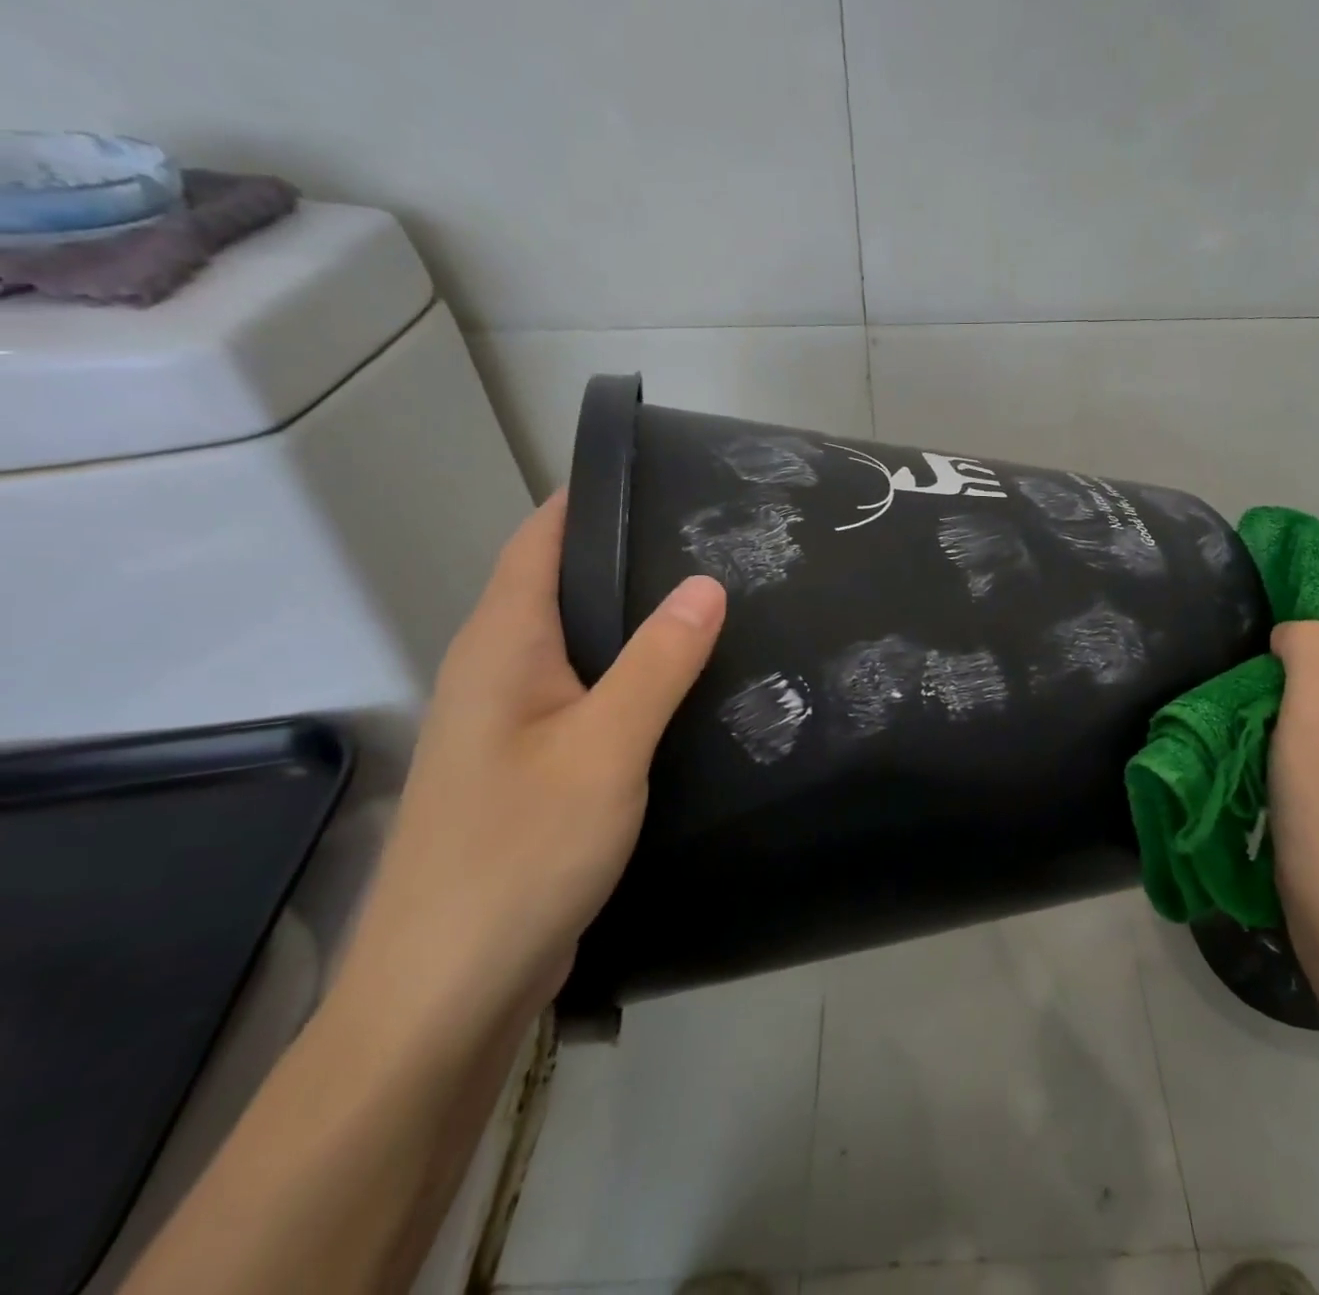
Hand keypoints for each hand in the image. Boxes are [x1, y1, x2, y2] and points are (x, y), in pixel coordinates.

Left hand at [335, 493, 725, 1033]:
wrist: (447, 994)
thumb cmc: (519, 853)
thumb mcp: (604, 748)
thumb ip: (658, 662)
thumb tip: (706, 583)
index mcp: (502, 648)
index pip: (541, 541)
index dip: (592, 500)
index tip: (665, 476)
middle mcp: (498, 674)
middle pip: (564, 588)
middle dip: (632, 556)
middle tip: (720, 540)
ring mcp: (512, 725)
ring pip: (581, 646)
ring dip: (638, 620)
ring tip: (718, 602)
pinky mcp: (532, 768)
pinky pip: (590, 696)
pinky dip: (635, 677)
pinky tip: (686, 688)